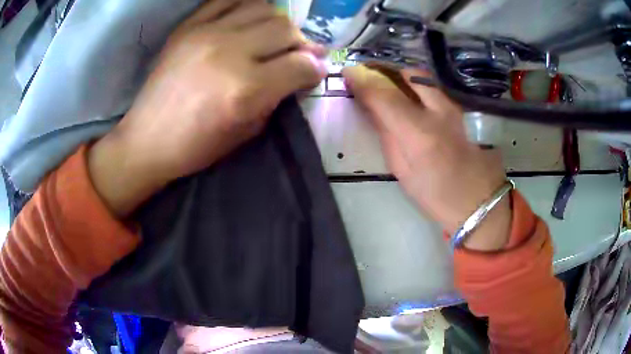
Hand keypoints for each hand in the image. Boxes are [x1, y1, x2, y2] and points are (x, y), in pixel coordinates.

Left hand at [88, 0, 326, 216]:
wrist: (147, 139)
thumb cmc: (195, 146)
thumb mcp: (246, 132)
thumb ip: (277, 98)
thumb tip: (299, 73)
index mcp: (246, 90)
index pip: (301, 65)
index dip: (316, 68)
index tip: (316, 71)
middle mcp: (230, 53)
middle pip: (286, 29)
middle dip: (302, 43)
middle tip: (298, 54)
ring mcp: (206, 34)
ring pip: (263, 9)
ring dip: (278, 23)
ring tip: (274, 36)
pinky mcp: (188, 27)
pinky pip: (227, 0)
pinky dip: (246, 6)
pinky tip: (248, 20)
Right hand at [342, 65, 511, 250]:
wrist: (480, 202)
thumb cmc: (438, 196)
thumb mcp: (403, 172)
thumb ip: (387, 136)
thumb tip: (372, 109)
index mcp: (420, 133)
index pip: (384, 94)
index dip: (362, 79)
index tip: (348, 72)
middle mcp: (440, 112)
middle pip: (408, 74)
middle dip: (385, 72)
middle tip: (371, 78)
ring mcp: (457, 108)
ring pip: (425, 79)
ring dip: (403, 79)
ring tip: (391, 87)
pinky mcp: (466, 111)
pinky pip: (437, 89)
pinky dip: (419, 87)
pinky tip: (414, 99)